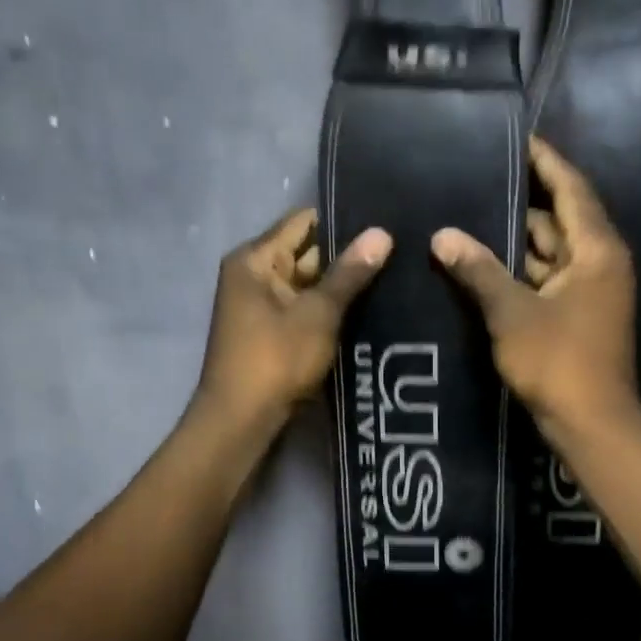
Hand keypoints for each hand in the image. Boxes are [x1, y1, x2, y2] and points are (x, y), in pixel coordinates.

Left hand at [194, 208, 391, 431]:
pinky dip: (329, 311)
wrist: (241, 419)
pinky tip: (369, 310)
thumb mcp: (318, 313)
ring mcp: (261, 306)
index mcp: (255, 259)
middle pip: (307, 253)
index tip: (383, 223)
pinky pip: (305, 310)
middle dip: (347, 256)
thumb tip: (381, 233)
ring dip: (341, 287)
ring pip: (309, 285)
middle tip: (399, 252)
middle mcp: (254, 275)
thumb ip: (349, 273)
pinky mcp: (272, 333)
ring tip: (394, 277)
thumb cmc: (275, 358)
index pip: (303, 222)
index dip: (342, 221)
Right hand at [432, 136, 640, 440]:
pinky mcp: (578, 318)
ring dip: (516, 242)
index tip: (516, 138)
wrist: (590, 424)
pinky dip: (520, 273)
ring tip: (471, 219)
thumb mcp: (512, 313)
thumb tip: (442, 235)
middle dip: (522, 203)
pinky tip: (484, 267)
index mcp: (596, 250)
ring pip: (551, 253)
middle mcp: (599, 263)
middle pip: (559, 220)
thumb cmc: (558, 362)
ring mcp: (590, 293)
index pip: (571, 189)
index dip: (545, 162)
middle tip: (478, 181)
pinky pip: (547, 280)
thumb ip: (479, 271)